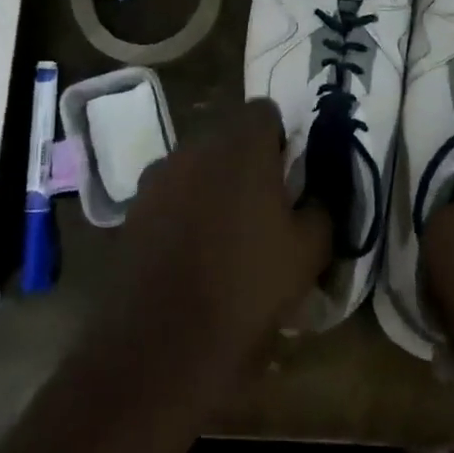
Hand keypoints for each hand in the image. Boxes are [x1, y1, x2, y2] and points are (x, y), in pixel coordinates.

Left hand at [100, 98, 331, 371]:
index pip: (264, 111)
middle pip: (227, 138)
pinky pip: (168, 195)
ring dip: (211, 185)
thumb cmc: (248, 287)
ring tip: (223, 234)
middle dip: (245, 162)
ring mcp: (157, 178)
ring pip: (195, 167)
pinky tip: (190, 253)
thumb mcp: (309, 251)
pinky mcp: (132, 209)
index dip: (280, 138)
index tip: (287, 175)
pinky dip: (182, 211)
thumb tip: (315, 194)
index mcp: (241, 147)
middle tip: (261, 206)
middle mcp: (194, 149)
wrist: (164, 340)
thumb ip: (321, 208)